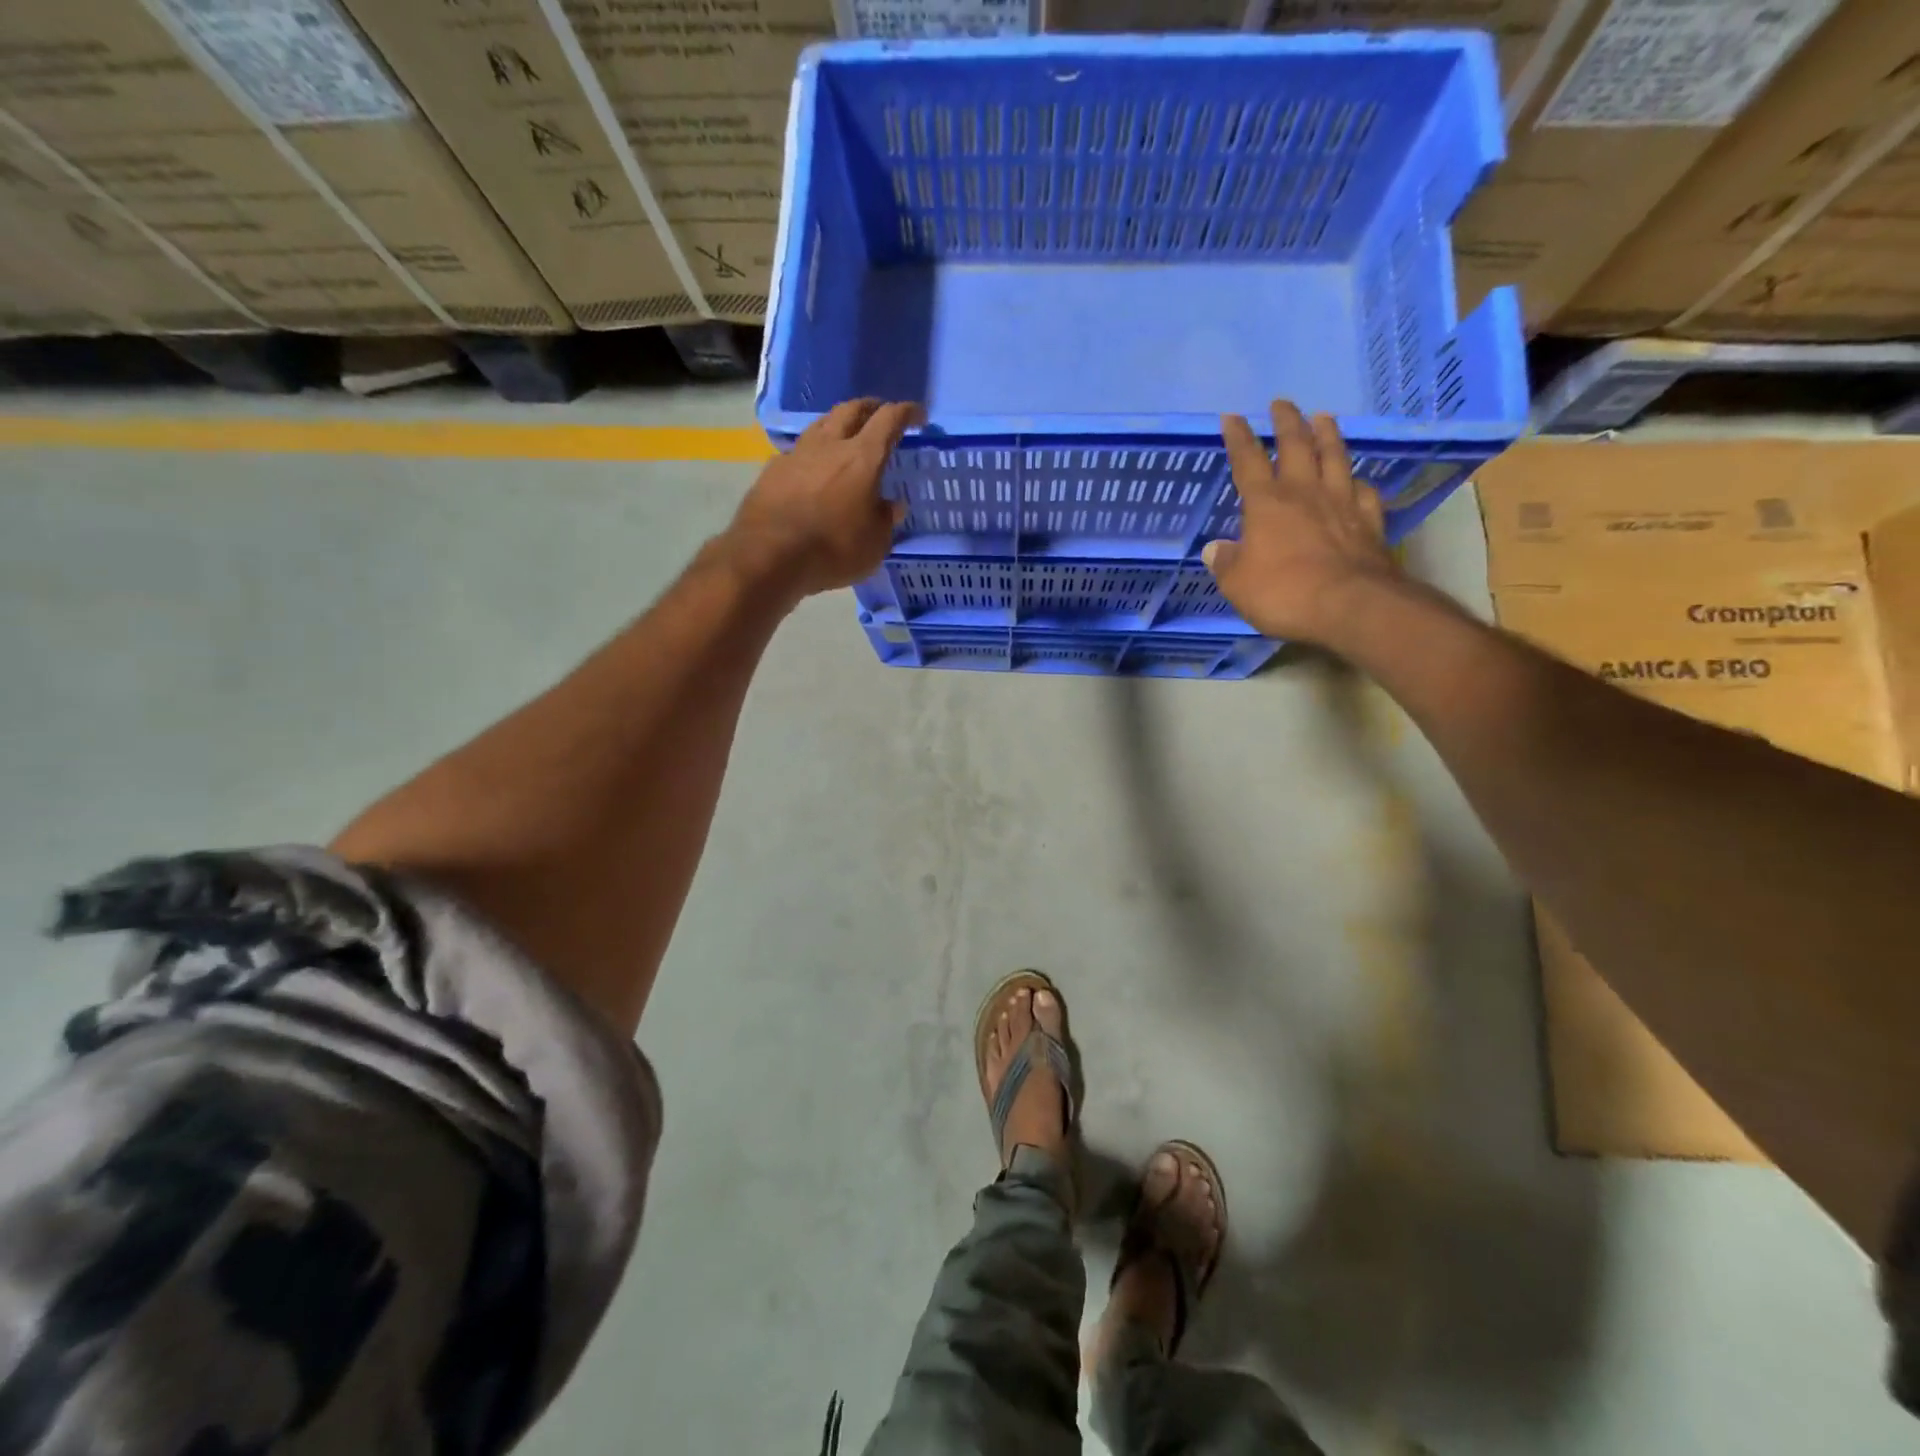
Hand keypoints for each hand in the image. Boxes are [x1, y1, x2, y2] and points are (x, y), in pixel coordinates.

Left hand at [723, 397, 922, 597]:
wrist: (768, 555)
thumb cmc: (832, 550)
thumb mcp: (874, 544)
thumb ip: (885, 520)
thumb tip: (891, 505)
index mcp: (862, 458)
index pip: (889, 419)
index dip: (906, 412)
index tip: (917, 416)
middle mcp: (829, 445)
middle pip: (852, 409)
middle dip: (871, 407)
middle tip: (881, 415)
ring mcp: (797, 454)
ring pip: (822, 424)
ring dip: (839, 423)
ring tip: (846, 436)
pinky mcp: (773, 470)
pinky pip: (799, 451)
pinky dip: (813, 453)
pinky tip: (814, 469)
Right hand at [1204, 399, 1398, 644]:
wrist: (1351, 605)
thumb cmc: (1284, 593)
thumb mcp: (1238, 584)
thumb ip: (1226, 563)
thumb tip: (1215, 549)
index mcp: (1267, 504)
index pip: (1248, 461)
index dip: (1239, 438)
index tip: (1233, 418)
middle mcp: (1305, 493)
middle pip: (1297, 446)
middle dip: (1287, 423)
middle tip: (1282, 403)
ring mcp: (1342, 504)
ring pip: (1335, 458)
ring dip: (1328, 435)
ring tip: (1324, 417)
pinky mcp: (1369, 522)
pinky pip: (1363, 492)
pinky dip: (1357, 481)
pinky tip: (1356, 479)